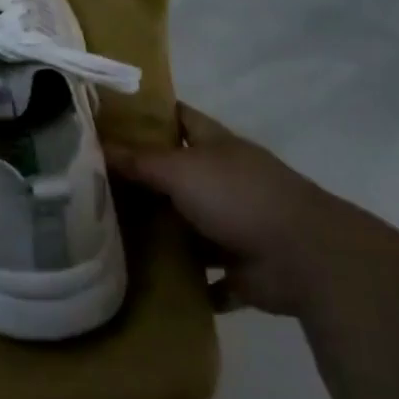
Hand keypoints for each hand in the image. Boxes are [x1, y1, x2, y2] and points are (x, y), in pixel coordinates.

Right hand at [107, 105, 373, 315]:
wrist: (306, 258)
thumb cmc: (239, 197)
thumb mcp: (181, 170)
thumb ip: (140, 160)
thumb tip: (95, 143)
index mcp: (215, 146)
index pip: (177, 118)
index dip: (147, 115)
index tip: (108, 120)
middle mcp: (224, 180)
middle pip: (176, 174)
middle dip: (142, 181)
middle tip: (93, 187)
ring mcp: (235, 224)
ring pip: (188, 226)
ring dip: (160, 234)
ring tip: (110, 238)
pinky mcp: (241, 268)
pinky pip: (206, 276)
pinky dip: (187, 281)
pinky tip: (150, 283)